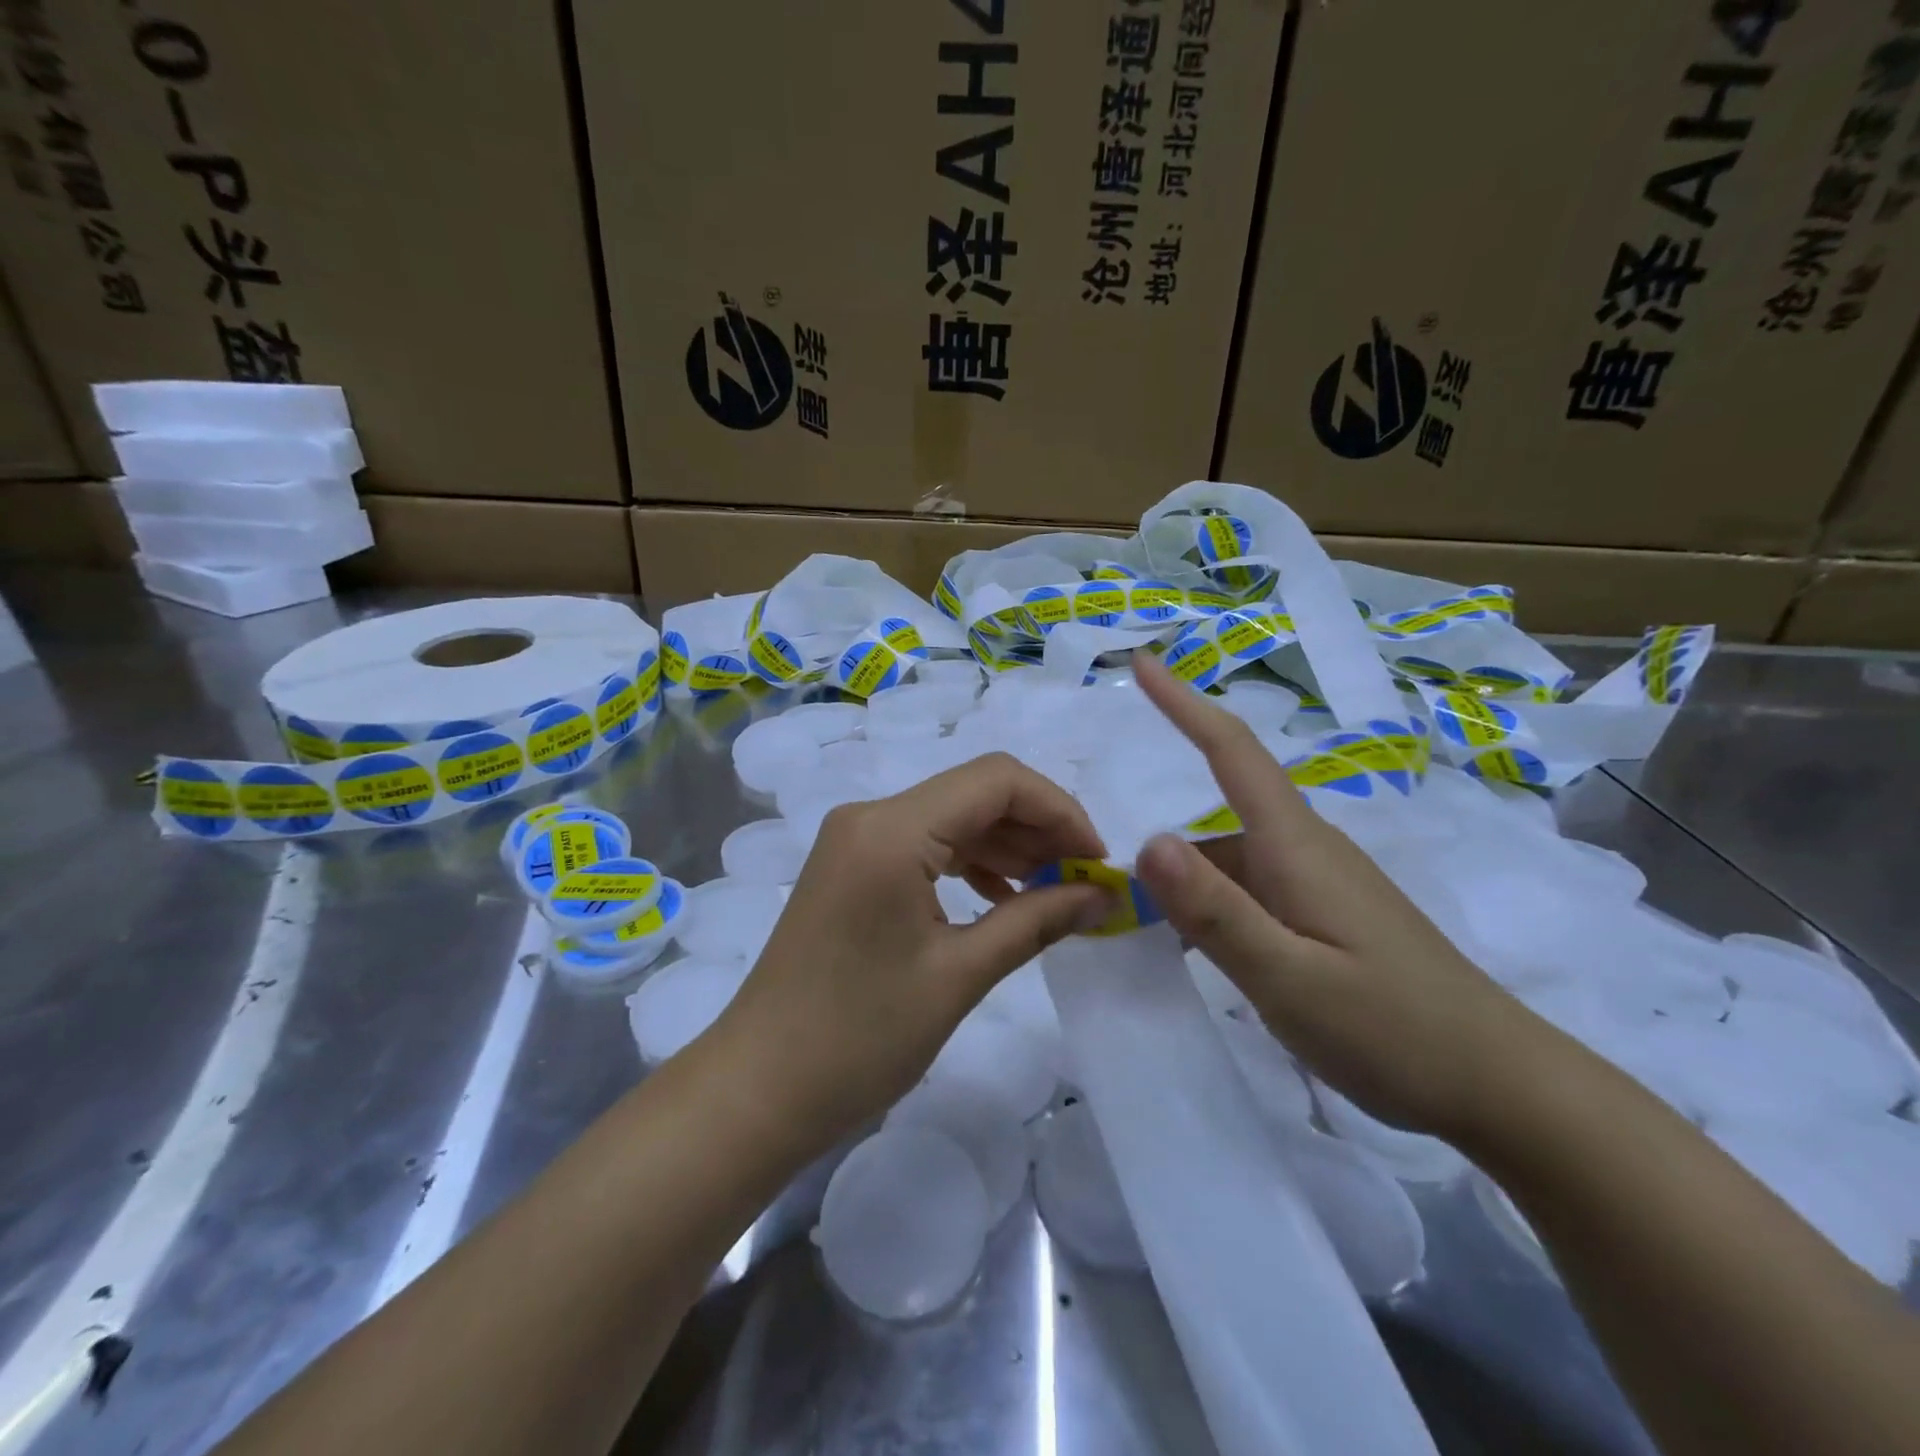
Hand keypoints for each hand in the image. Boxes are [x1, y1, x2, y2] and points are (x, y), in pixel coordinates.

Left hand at [712, 752, 1109, 1158]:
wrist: (757, 1089)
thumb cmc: (858, 1038)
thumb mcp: (958, 976)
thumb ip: (1035, 921)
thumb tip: (1100, 896)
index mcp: (891, 830)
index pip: (997, 781)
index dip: (1059, 811)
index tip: (1097, 863)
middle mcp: (870, 816)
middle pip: (975, 792)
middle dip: (1038, 829)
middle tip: (1084, 883)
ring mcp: (855, 840)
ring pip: (952, 817)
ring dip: (1007, 845)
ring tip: (1052, 893)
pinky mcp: (851, 867)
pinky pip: (924, 844)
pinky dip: (970, 862)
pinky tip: (1000, 897)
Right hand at [1130, 654, 1537, 1139]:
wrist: (1505, 1086)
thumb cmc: (1394, 1029)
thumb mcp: (1288, 978)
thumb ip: (1216, 911)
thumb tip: (1147, 839)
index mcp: (1296, 846)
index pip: (1232, 751)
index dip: (1183, 703)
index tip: (1141, 664)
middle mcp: (1307, 851)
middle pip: (1218, 819)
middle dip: (1160, 841)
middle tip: (1100, 885)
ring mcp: (1321, 885)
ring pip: (1232, 862)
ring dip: (1184, 884)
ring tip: (1136, 928)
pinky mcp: (1328, 917)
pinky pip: (1252, 892)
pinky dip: (1211, 908)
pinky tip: (1193, 949)